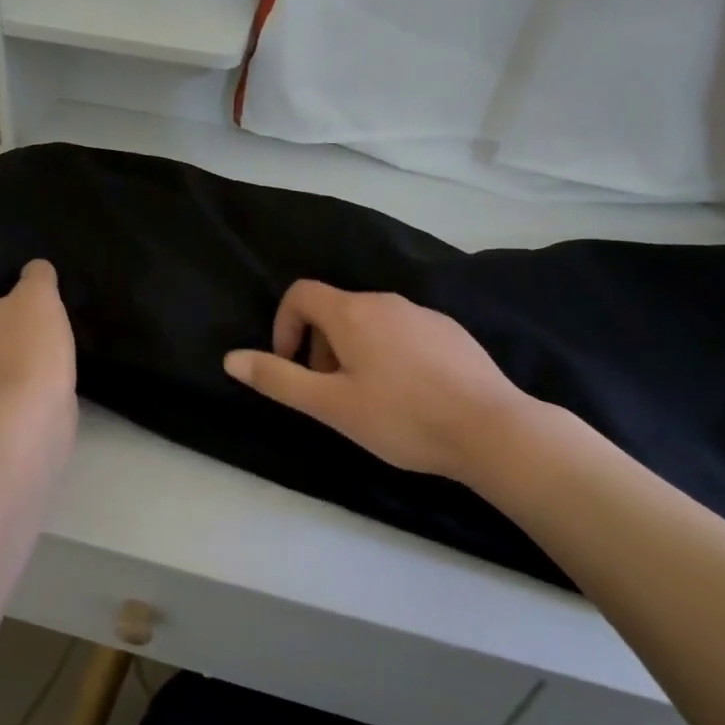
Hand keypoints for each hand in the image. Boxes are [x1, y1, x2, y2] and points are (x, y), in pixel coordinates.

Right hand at [223, 280, 540, 484]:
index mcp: (352, 313)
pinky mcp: (451, 332)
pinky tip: (409, 396)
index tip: (292, 366)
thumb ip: (278, 379)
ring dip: (353, 353)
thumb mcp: (330, 405)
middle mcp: (386, 302)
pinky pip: (403, 333)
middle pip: (334, 310)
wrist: (493, 430)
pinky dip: (389, 354)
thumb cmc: (402, 417)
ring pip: (370, 323)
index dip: (284, 325)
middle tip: (330, 394)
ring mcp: (423, 314)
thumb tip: (231, 358)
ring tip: (369, 400)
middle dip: (319, 347)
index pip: (300, 294)